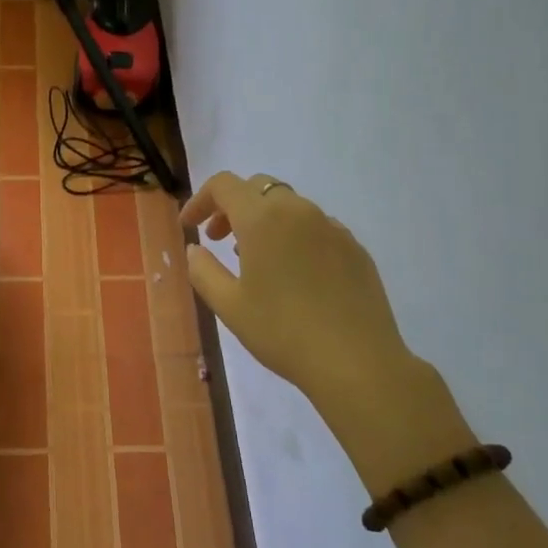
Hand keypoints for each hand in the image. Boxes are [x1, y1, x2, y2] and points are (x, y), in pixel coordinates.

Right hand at [180, 172, 473, 491]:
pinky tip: (293, 273)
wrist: (357, 362)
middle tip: (218, 239)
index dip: (200, 200)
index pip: (224, 185)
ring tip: (254, 258)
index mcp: (263, 218)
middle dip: (231, 206)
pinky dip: (293, 235)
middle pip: (258, 187)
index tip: (190, 227)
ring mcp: (332, 227)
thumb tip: (195, 249)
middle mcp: (299, 211)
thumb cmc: (282, 332)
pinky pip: (315, 227)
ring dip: (263, 220)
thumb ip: (203, 270)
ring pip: (289, 205)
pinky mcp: (355, 248)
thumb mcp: (229, 305)